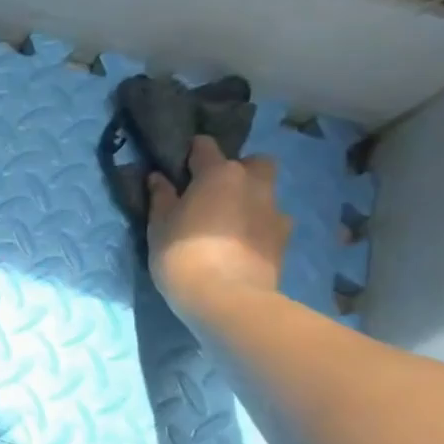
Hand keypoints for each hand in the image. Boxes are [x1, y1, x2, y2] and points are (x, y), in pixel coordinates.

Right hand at [147, 137, 290, 321]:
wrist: (226, 296)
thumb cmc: (182, 254)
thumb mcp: (159, 226)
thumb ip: (161, 197)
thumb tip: (159, 177)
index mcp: (219, 173)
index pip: (205, 146)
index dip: (192, 154)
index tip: (180, 168)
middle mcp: (253, 182)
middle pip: (252, 163)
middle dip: (237, 171)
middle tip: (214, 194)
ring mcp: (274, 209)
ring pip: (265, 192)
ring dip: (250, 199)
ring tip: (229, 224)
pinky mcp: (284, 237)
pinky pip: (271, 220)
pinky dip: (259, 226)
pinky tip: (243, 245)